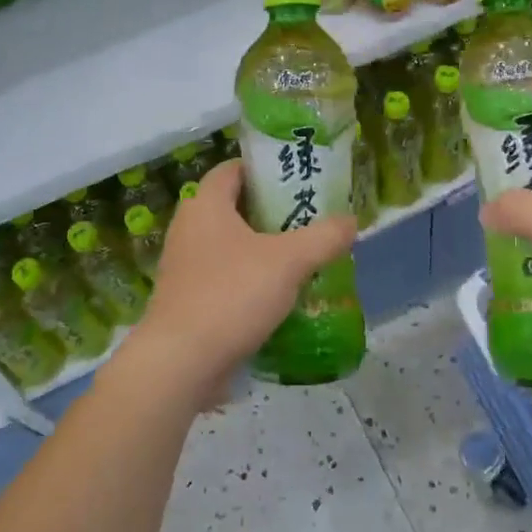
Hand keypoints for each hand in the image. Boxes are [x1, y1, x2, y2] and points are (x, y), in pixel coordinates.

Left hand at [120, 160, 355, 408]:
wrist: (180, 363)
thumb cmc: (232, 295)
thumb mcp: (289, 261)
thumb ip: (324, 237)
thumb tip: (352, 221)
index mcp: (206, 204)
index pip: (235, 168)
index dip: (266, 167)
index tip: (298, 178)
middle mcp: (189, 227)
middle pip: (235, 206)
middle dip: (272, 212)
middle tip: (309, 219)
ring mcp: (184, 265)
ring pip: (231, 245)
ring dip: (263, 249)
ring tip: (302, 257)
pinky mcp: (186, 299)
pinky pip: (224, 277)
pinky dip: (250, 279)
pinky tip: (280, 296)